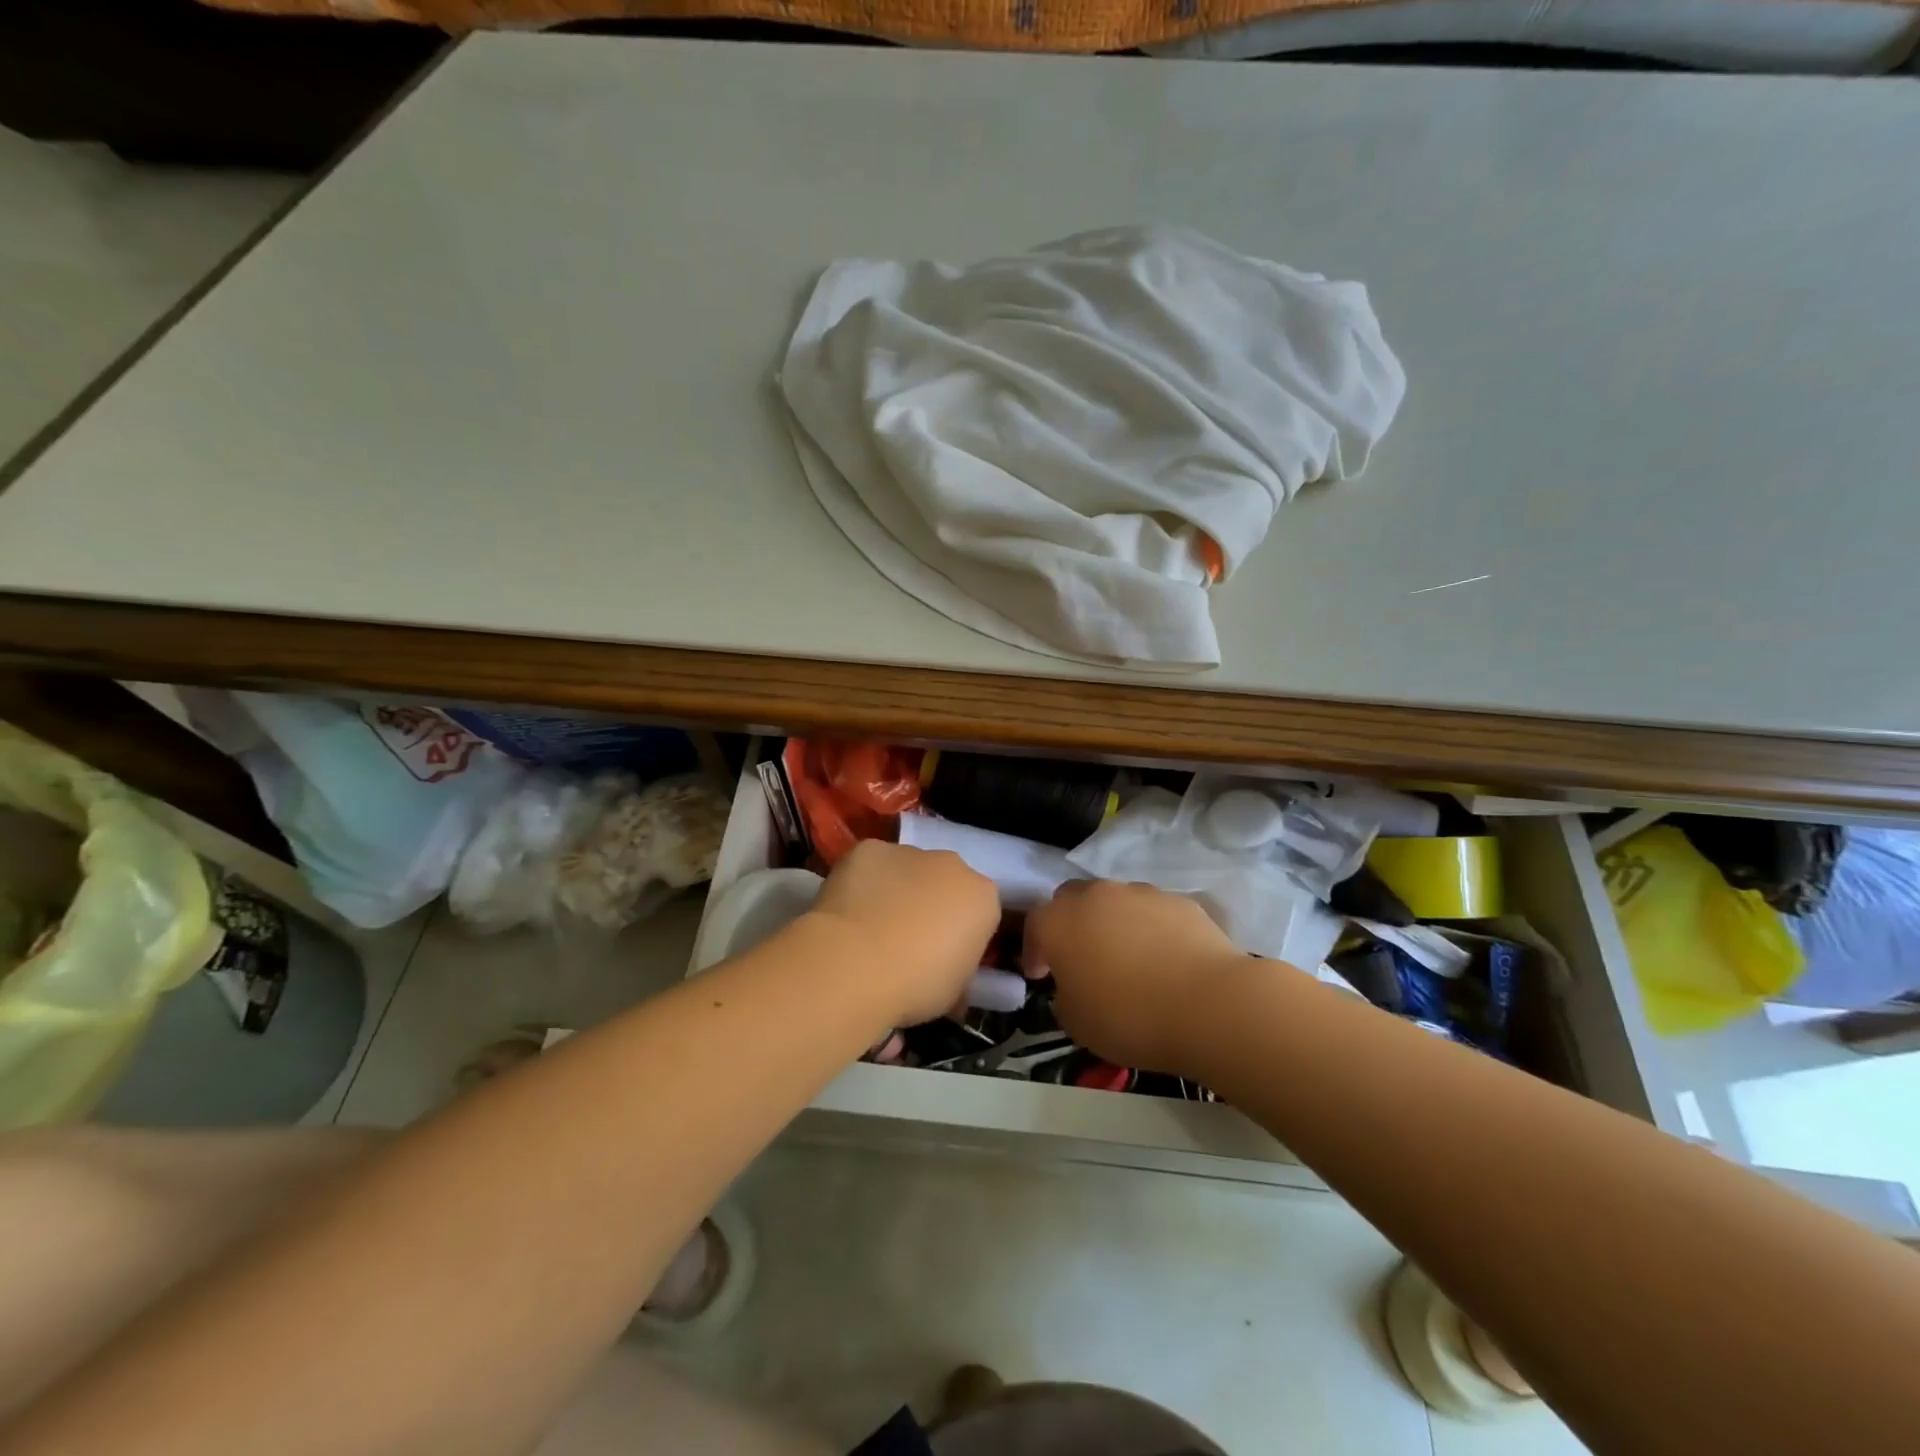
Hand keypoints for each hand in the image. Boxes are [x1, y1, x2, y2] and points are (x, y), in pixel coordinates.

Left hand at [807, 840, 1000, 1027]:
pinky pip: (870, 866)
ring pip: (906, 870)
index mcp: (982, 898)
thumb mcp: (954, 992)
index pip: (978, 911)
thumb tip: (944, 969)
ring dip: (896, 891)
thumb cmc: (916, 986)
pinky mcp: (868, 849)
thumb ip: (957, 968)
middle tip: (907, 941)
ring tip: (870, 929)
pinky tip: (847, 912)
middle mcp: (952, 864)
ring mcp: (908, 852)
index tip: (941, 958)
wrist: (857, 964)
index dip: (960, 935)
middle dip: (930, 904)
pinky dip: (862, 883)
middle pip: (945, 881)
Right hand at [1023, 879, 1246, 1074]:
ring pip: (1115, 901)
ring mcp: (1140, 893)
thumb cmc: (1129, 1017)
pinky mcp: (1180, 900)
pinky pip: (1153, 912)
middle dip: (1071, 923)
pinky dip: (1151, 929)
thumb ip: (1065, 996)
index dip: (1035, 951)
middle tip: (1080, 957)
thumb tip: (1074, 986)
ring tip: (1127, 958)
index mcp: (1060, 922)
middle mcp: (1096, 896)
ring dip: (1112, 923)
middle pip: (1072, 899)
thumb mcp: (1076, 1023)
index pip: (1034, 925)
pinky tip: (1165, 958)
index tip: (1041, 975)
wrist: (1208, 1005)